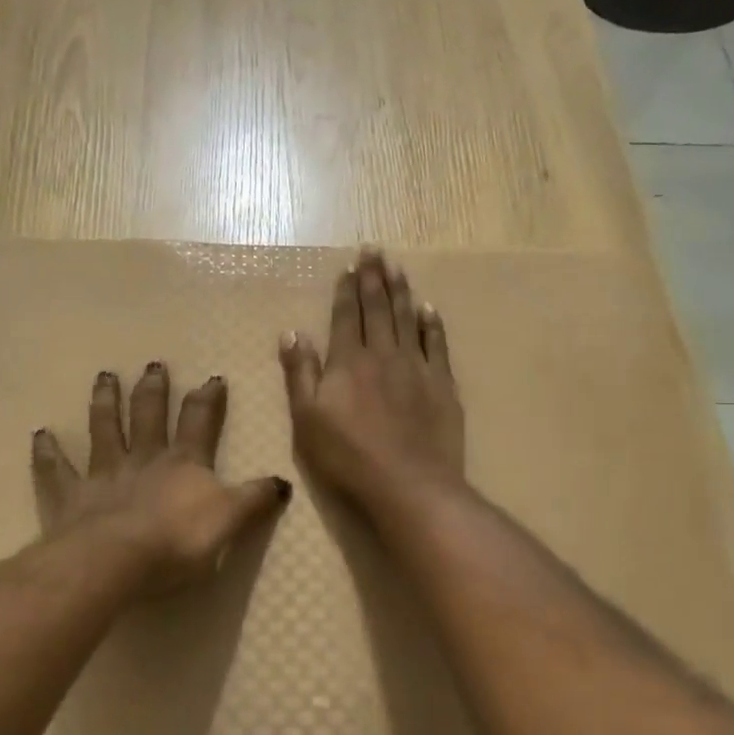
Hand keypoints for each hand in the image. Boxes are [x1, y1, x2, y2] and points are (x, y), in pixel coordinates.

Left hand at [32, 364, 290, 593]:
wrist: (116, 559)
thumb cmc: (178, 541)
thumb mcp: (230, 521)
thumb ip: (255, 500)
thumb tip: (282, 482)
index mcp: (183, 463)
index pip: (199, 422)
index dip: (208, 399)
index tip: (212, 378)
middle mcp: (143, 459)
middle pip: (148, 415)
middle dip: (153, 389)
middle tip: (152, 364)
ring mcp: (104, 474)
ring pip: (104, 429)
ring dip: (106, 402)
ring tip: (105, 377)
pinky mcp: (71, 496)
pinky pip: (56, 470)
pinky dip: (47, 452)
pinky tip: (40, 434)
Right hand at [278, 248, 464, 509]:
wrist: (409, 484)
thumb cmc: (348, 457)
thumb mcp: (307, 419)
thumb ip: (300, 373)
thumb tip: (291, 333)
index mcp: (348, 362)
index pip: (346, 316)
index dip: (346, 290)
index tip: (349, 266)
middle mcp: (383, 354)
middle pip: (377, 309)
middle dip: (374, 278)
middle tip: (374, 250)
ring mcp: (416, 367)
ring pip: (407, 318)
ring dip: (401, 291)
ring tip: (397, 267)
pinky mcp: (442, 385)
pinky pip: (437, 344)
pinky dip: (431, 324)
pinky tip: (428, 309)